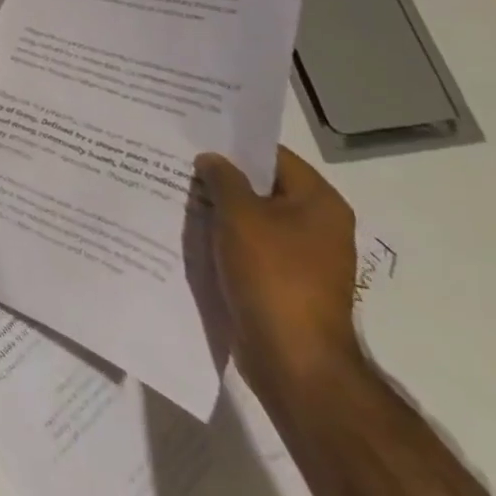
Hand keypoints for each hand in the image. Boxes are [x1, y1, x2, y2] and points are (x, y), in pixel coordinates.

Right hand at [196, 146, 362, 403]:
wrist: (294, 359)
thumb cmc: (273, 276)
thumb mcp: (240, 216)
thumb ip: (223, 179)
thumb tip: (212, 159)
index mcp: (319, 202)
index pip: (273, 156)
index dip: (234, 144)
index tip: (195, 136)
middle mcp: (317, 225)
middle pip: (262, 187)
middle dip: (222, 178)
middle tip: (179, 162)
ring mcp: (302, 257)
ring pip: (252, 218)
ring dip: (220, 209)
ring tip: (177, 193)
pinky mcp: (284, 282)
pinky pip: (250, 247)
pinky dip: (224, 238)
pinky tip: (191, 232)